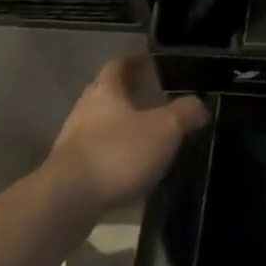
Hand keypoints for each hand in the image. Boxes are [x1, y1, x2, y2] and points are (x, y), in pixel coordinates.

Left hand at [46, 54, 208, 215]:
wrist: (65, 204)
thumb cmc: (117, 154)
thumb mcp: (163, 130)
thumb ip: (185, 114)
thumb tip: (200, 105)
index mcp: (106, 90)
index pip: (119, 64)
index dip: (135, 61)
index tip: (150, 61)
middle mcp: (85, 110)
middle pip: (107, 94)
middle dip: (128, 95)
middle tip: (152, 98)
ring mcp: (72, 144)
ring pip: (100, 126)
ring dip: (120, 128)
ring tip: (146, 136)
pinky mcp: (68, 175)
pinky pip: (96, 157)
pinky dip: (113, 157)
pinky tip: (130, 171)